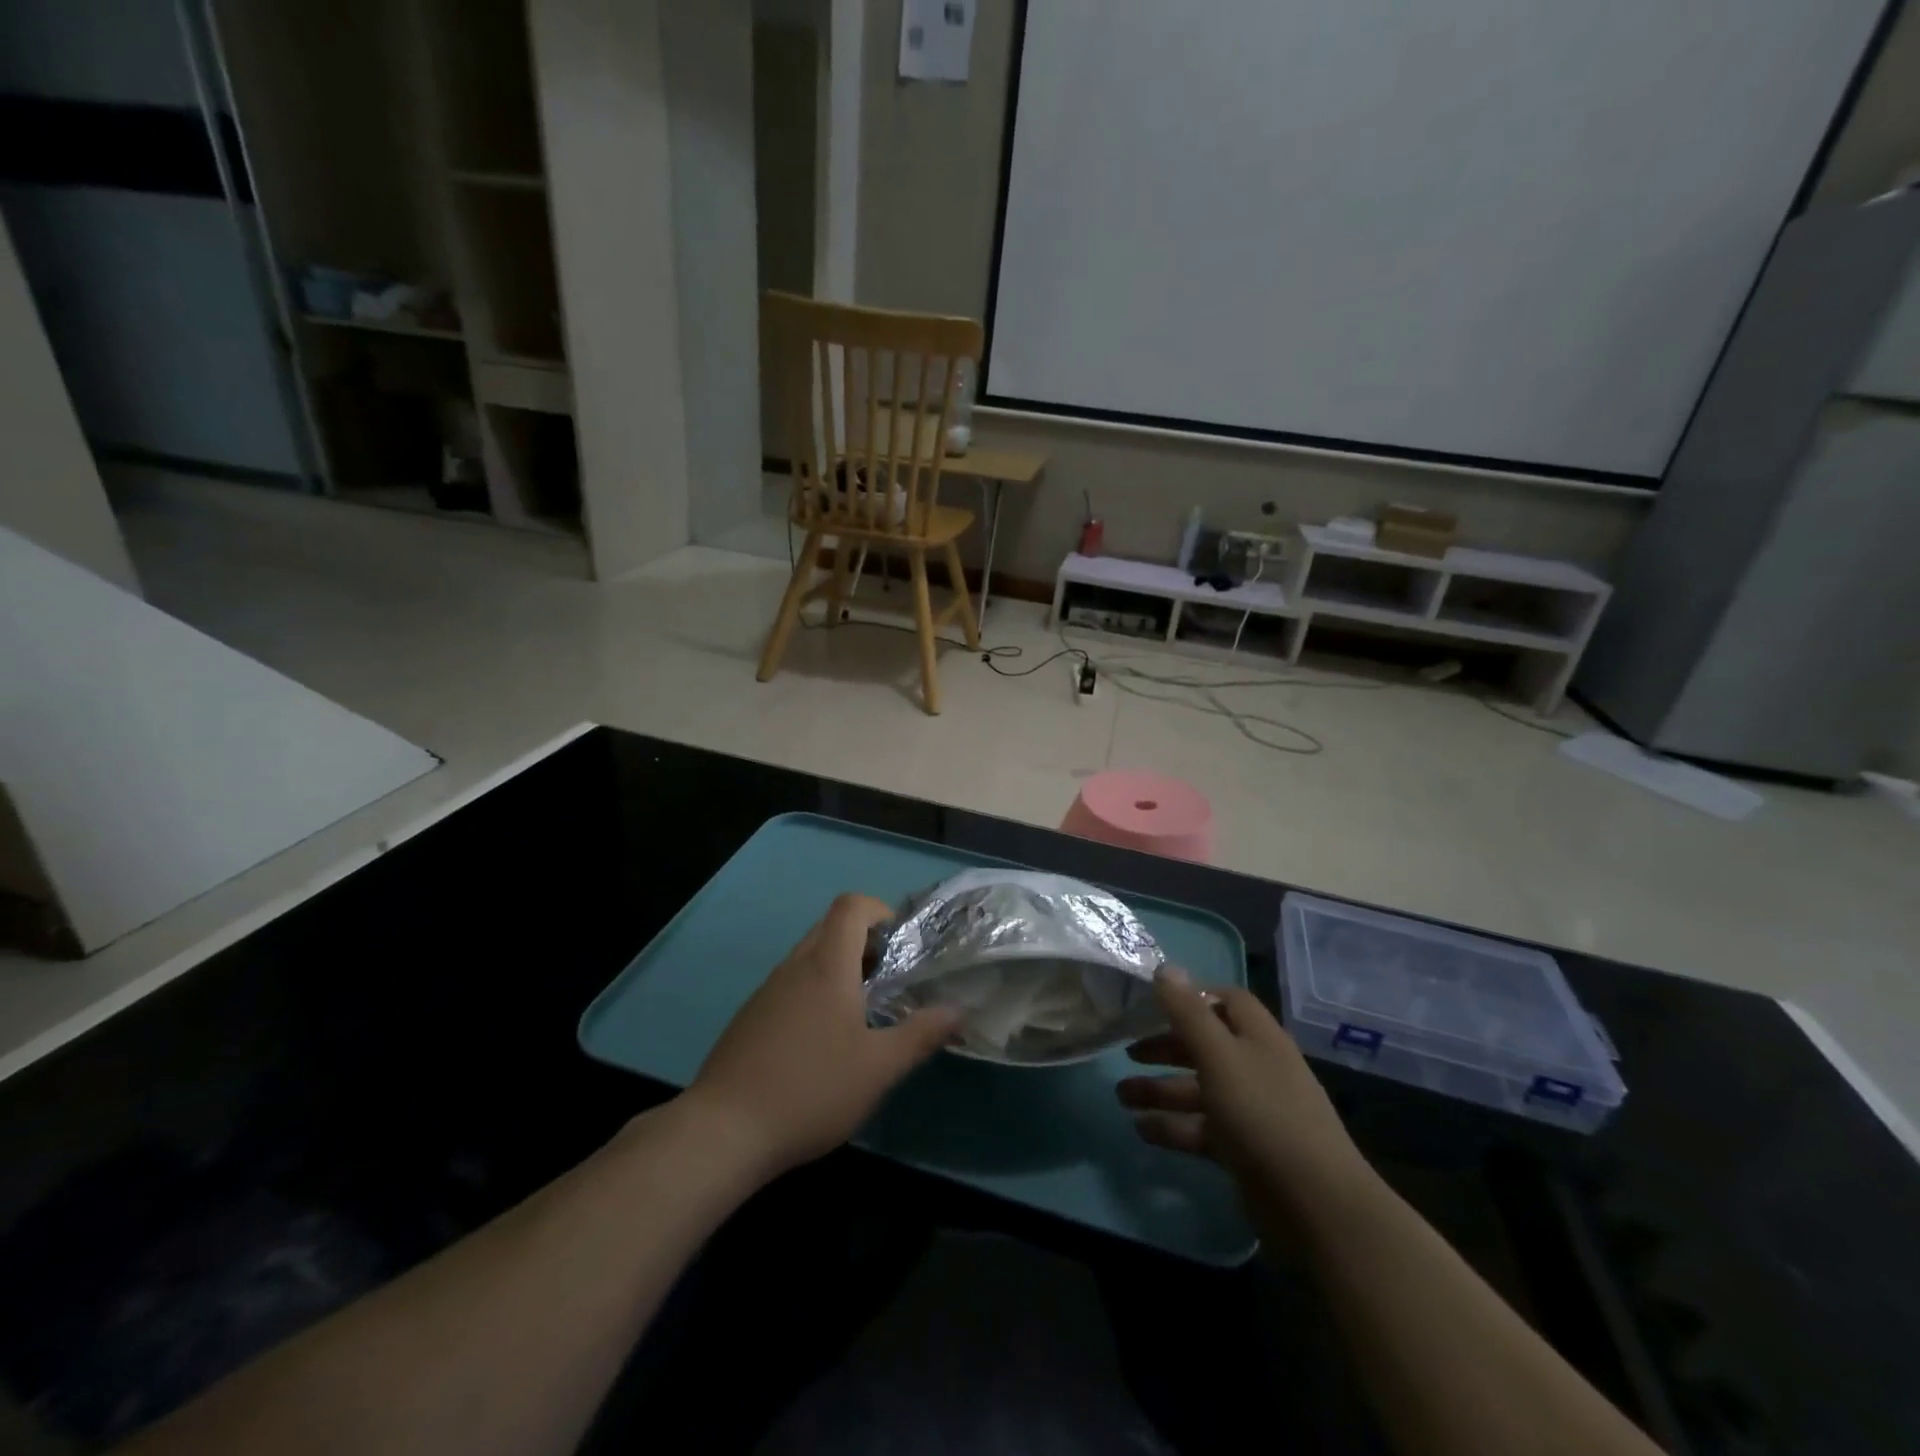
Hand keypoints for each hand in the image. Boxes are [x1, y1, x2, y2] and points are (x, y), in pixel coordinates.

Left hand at [685, 893, 958, 1179]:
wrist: (723, 1131)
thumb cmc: (811, 1089)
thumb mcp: (878, 1068)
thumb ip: (920, 1035)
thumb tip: (958, 1011)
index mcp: (827, 966)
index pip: (851, 906)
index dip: (879, 911)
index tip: (900, 944)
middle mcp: (795, 966)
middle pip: (830, 927)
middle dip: (865, 942)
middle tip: (890, 979)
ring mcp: (767, 991)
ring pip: (809, 957)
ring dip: (839, 968)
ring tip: (862, 1013)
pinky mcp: (750, 1016)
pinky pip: (790, 984)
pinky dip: (814, 992)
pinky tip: (822, 1042)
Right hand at [1116, 968, 1370, 1219]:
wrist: (1316, 1205)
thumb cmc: (1264, 1115)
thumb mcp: (1219, 1056)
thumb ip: (1188, 1013)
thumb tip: (1165, 967)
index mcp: (1258, 1037)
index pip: (1226, 1001)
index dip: (1192, 996)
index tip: (1152, 1001)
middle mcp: (1256, 1067)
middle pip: (1206, 1045)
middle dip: (1165, 1046)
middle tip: (1126, 1050)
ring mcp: (1252, 1111)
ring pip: (1199, 1089)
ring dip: (1160, 1090)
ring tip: (1120, 1096)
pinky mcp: (1245, 1150)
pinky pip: (1202, 1128)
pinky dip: (1173, 1126)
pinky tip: (1141, 1130)